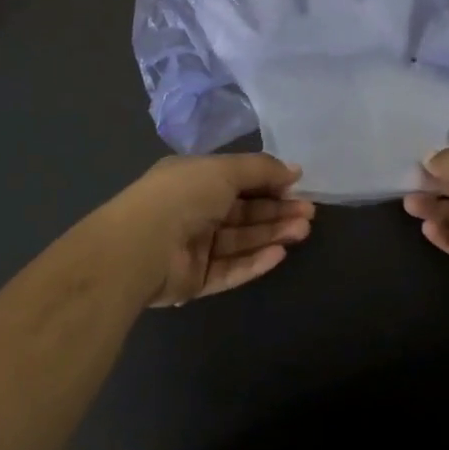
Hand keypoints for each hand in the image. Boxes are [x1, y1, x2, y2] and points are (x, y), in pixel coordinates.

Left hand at [110, 153, 316, 306]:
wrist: (140, 248)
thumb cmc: (183, 195)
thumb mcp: (225, 169)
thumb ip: (262, 169)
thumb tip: (294, 170)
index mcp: (193, 178)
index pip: (238, 179)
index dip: (269, 182)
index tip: (298, 186)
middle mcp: (193, 210)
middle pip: (243, 212)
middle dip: (277, 210)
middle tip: (308, 213)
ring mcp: (193, 247)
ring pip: (240, 240)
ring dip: (272, 234)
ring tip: (302, 231)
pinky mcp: (195, 279)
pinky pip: (230, 269)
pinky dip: (254, 261)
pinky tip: (279, 254)